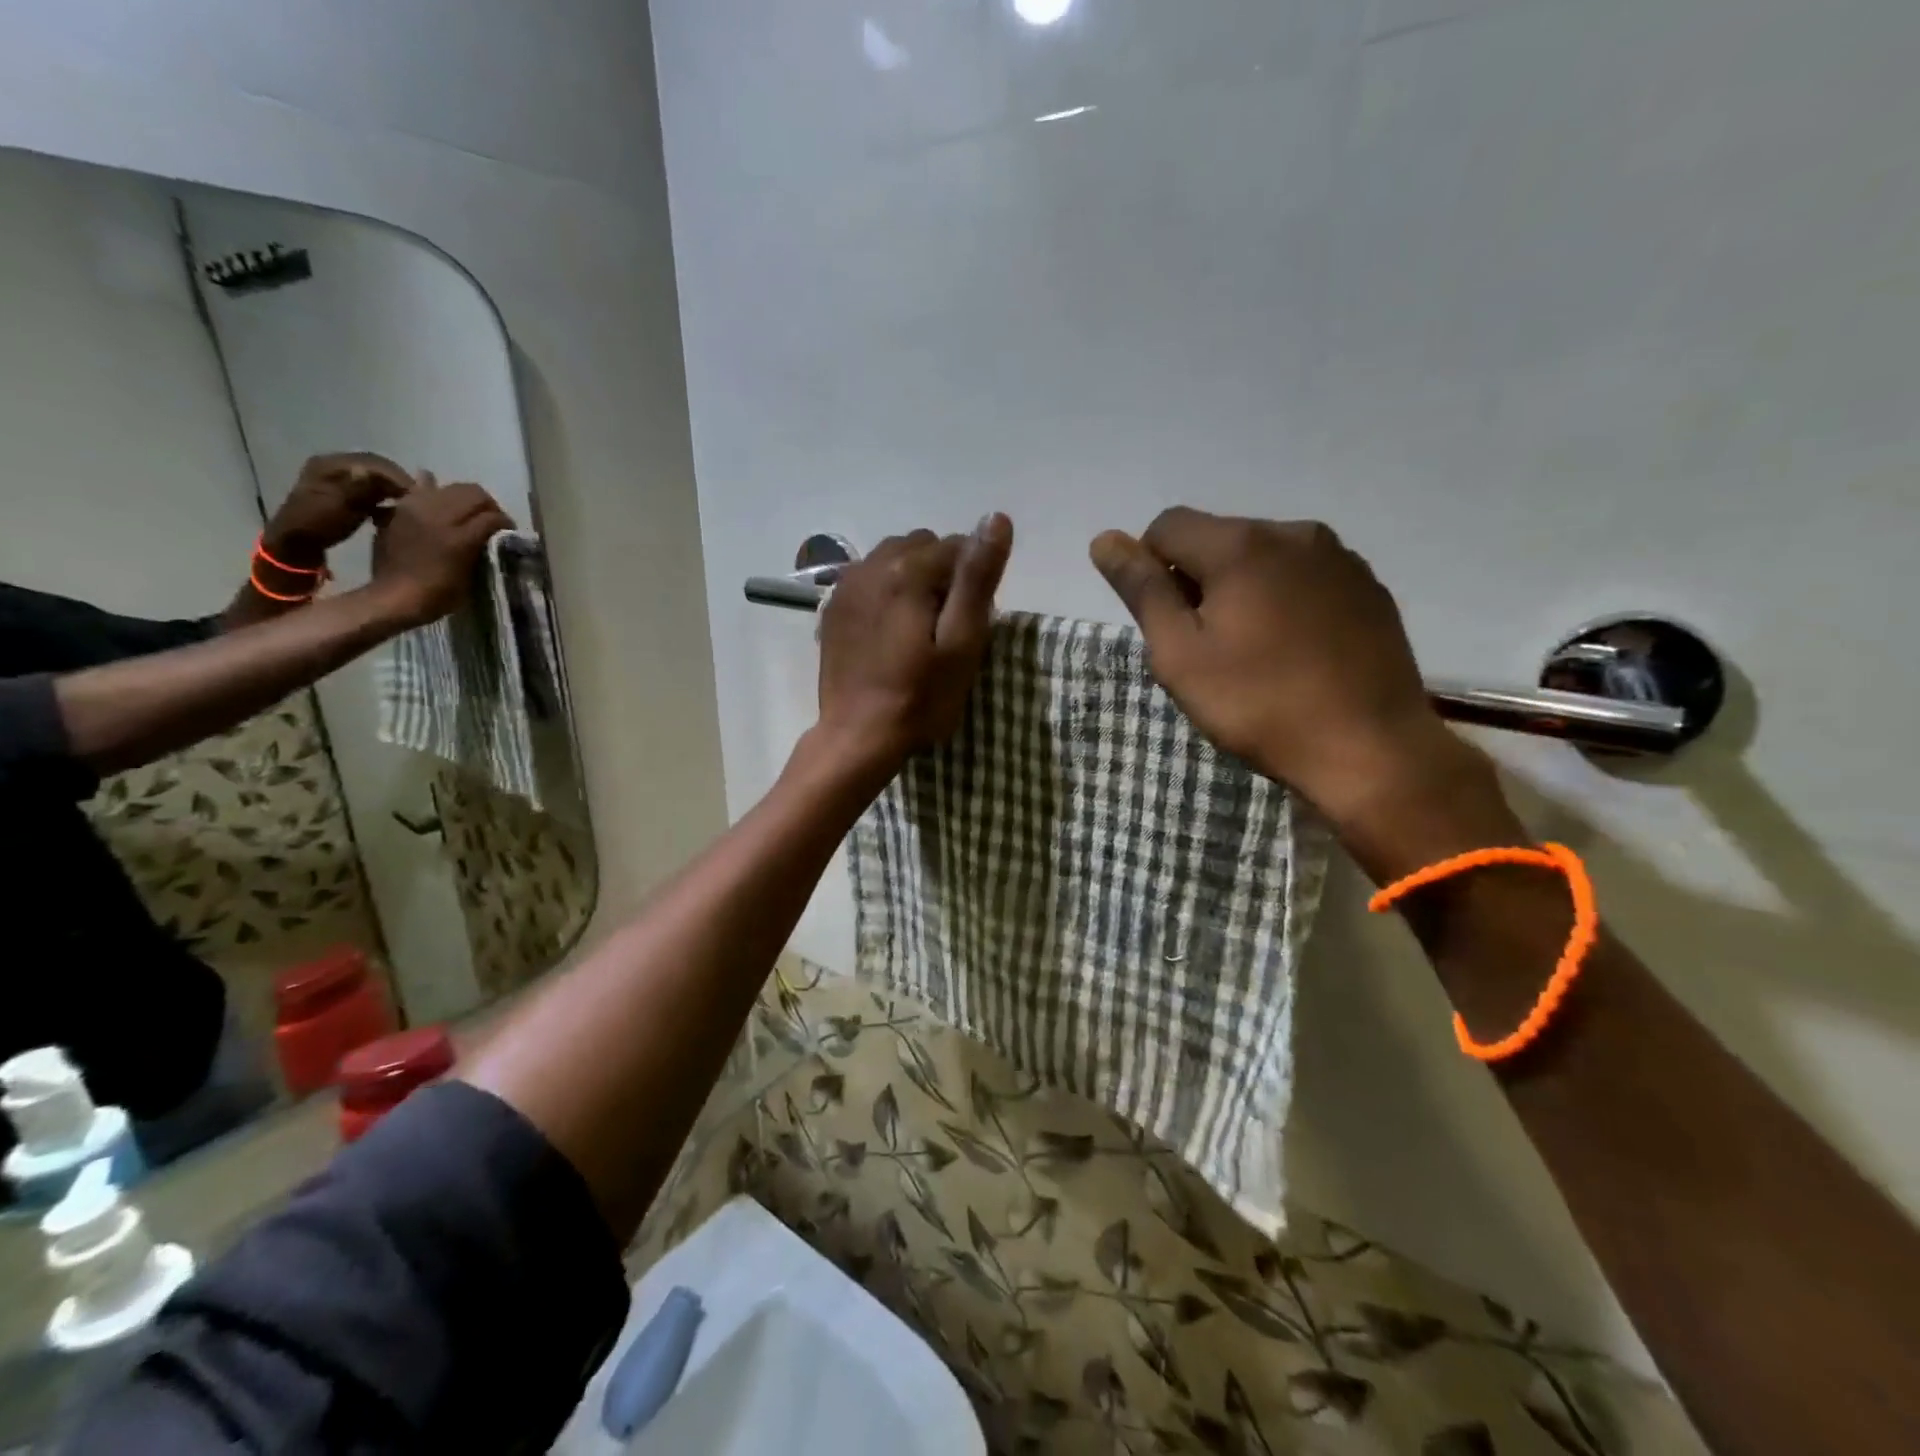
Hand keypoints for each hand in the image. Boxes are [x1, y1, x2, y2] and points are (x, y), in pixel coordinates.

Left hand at [263, 453, 413, 566]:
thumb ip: (360, 488)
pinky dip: (383, 493)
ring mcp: (336, 477)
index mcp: (329, 464)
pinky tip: (392, 505)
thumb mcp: (340, 505)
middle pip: (374, 466)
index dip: (397, 477)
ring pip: (373, 476)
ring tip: (408, 502)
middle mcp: (332, 464)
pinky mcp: (341, 490)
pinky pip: (368, 485)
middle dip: (397, 481)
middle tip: (418, 499)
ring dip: (391, 487)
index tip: (417, 495)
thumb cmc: (318, 524)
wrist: (297, 542)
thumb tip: (375, 472)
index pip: (373, 462)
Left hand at [368, 473, 514, 626]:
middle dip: (488, 505)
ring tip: (465, 512)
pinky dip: (433, 491)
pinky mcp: (400, 508)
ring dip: (463, 498)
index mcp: (460, 539)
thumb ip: (481, 549)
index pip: (493, 517)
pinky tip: (438, 504)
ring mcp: (417, 509)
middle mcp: (439, 517)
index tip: (508, 531)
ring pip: (451, 487)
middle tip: (490, 519)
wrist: (394, 596)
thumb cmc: (439, 595)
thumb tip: (492, 534)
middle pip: (474, 494)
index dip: (505, 522)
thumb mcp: (472, 577)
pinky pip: (421, 489)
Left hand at [814, 514, 1013, 778]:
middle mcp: (871, 564)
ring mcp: (846, 585)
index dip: (973, 581)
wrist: (858, 736)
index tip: (971, 622)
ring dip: (913, 579)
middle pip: (923, 546)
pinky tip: (890, 631)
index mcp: (907, 570)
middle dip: (942, 574)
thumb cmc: (919, 697)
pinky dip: (886, 592)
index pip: (958, 546)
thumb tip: (997, 518)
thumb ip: (977, 579)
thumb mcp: (962, 643)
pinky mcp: (833, 607)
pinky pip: (868, 579)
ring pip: (893, 558)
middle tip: (946, 626)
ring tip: (918, 627)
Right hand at [1090, 509, 1481, 834]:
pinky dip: (1284, 600)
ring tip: (1252, 652)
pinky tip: (1294, 651)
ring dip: (1242, 589)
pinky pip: (1305, 576)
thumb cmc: (1258, 704)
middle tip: (1205, 648)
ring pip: (1263, 557)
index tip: (1166, 623)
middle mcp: (1293, 533)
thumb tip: (1105, 539)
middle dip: (1197, 580)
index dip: (1150, 568)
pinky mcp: (1369, 586)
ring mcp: (1339, 558)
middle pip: (1217, 538)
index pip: (1167, 526)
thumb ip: (1142, 590)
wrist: (1369, 749)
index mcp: (1241, 545)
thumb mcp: (1180, 654)